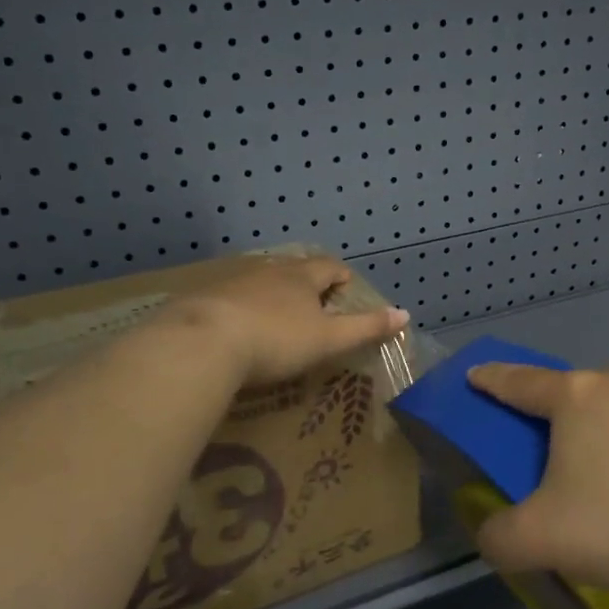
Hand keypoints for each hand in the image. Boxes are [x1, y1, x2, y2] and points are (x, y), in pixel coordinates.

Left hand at [172, 255, 409, 385]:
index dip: (340, 274)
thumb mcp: (329, 339)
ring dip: (272, 291)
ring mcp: (234, 281)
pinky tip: (238, 325)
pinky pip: (231, 296)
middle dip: (306, 280)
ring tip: (277, 311)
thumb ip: (366, 327)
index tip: (346, 284)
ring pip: (261, 279)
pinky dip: (242, 306)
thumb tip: (404, 314)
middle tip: (314, 298)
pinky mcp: (205, 298)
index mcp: (301, 277)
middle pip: (293, 268)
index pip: (328, 266)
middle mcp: (268, 271)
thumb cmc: (277, 340)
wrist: (204, 342)